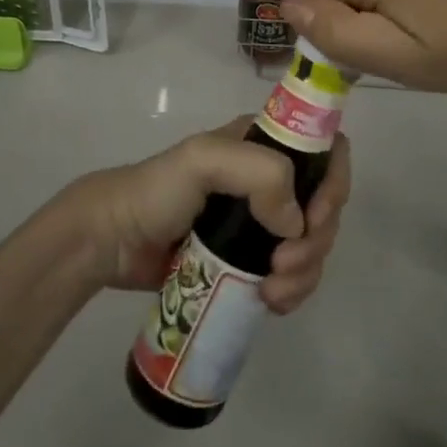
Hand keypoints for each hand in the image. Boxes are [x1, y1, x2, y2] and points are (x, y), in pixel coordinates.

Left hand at [51, 120, 352, 313]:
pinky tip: (272, 302)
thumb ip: (259, 173)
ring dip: (306, 272)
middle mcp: (271, 179)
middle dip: (316, 241)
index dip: (333, 185)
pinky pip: (292, 274)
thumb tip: (296, 223)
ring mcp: (262, 222)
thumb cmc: (157, 191)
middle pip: (324, 207)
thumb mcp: (203, 160)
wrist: (112, 241)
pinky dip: (293, 290)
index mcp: (264, 143)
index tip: (313, 220)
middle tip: (283, 265)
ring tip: (273, 293)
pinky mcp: (249, 259)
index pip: (327, 152)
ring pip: (312, 245)